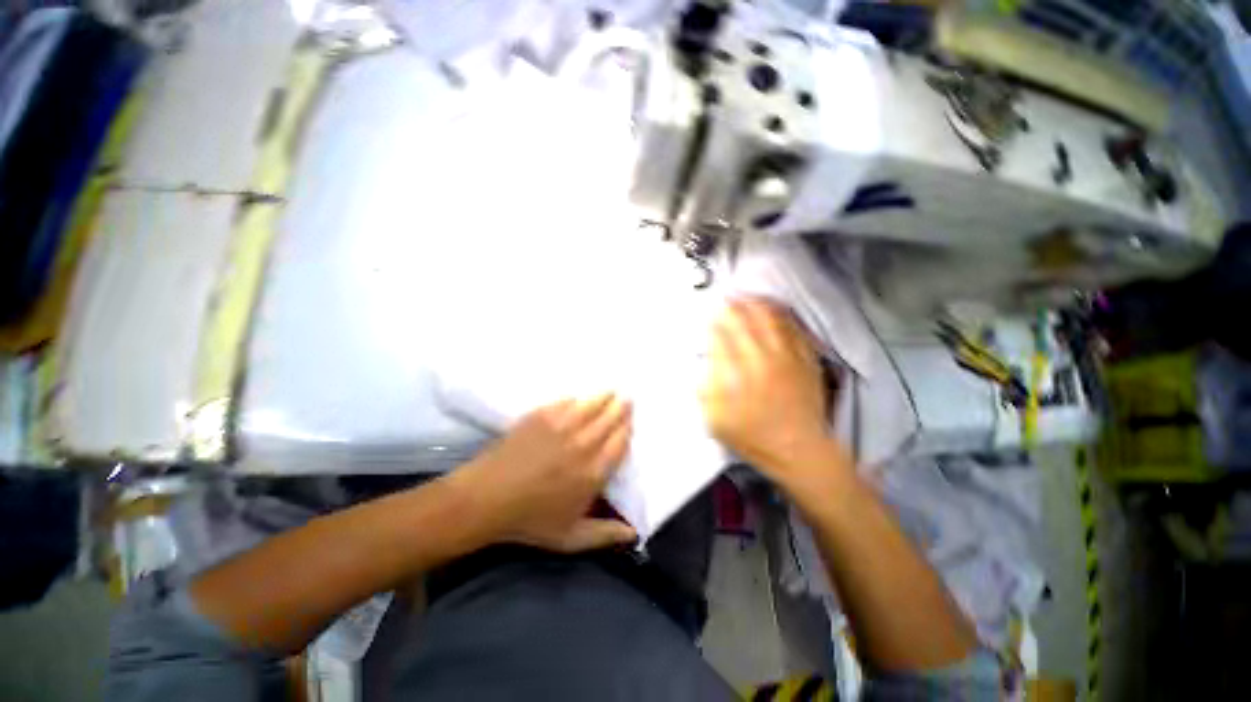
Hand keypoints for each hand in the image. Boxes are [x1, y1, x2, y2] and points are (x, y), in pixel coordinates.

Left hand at [462, 394, 636, 552]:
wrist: (487, 499)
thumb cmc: (530, 521)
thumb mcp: (570, 538)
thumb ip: (605, 535)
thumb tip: (634, 534)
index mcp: (593, 472)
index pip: (619, 443)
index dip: (626, 429)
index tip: (630, 422)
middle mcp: (583, 445)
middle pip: (609, 419)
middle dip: (620, 408)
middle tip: (626, 399)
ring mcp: (561, 427)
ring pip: (591, 405)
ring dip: (603, 397)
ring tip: (610, 391)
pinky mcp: (542, 416)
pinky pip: (566, 402)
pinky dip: (576, 399)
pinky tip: (578, 398)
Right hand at [700, 298, 846, 489]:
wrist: (798, 449)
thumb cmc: (752, 437)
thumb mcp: (715, 420)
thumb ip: (704, 390)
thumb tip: (702, 364)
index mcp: (736, 374)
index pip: (721, 336)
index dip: (713, 323)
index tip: (709, 317)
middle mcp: (761, 358)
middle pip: (744, 320)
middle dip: (731, 307)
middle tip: (725, 301)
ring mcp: (786, 356)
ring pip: (769, 317)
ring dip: (755, 304)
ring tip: (746, 299)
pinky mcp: (805, 358)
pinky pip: (793, 328)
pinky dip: (780, 315)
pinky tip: (773, 311)